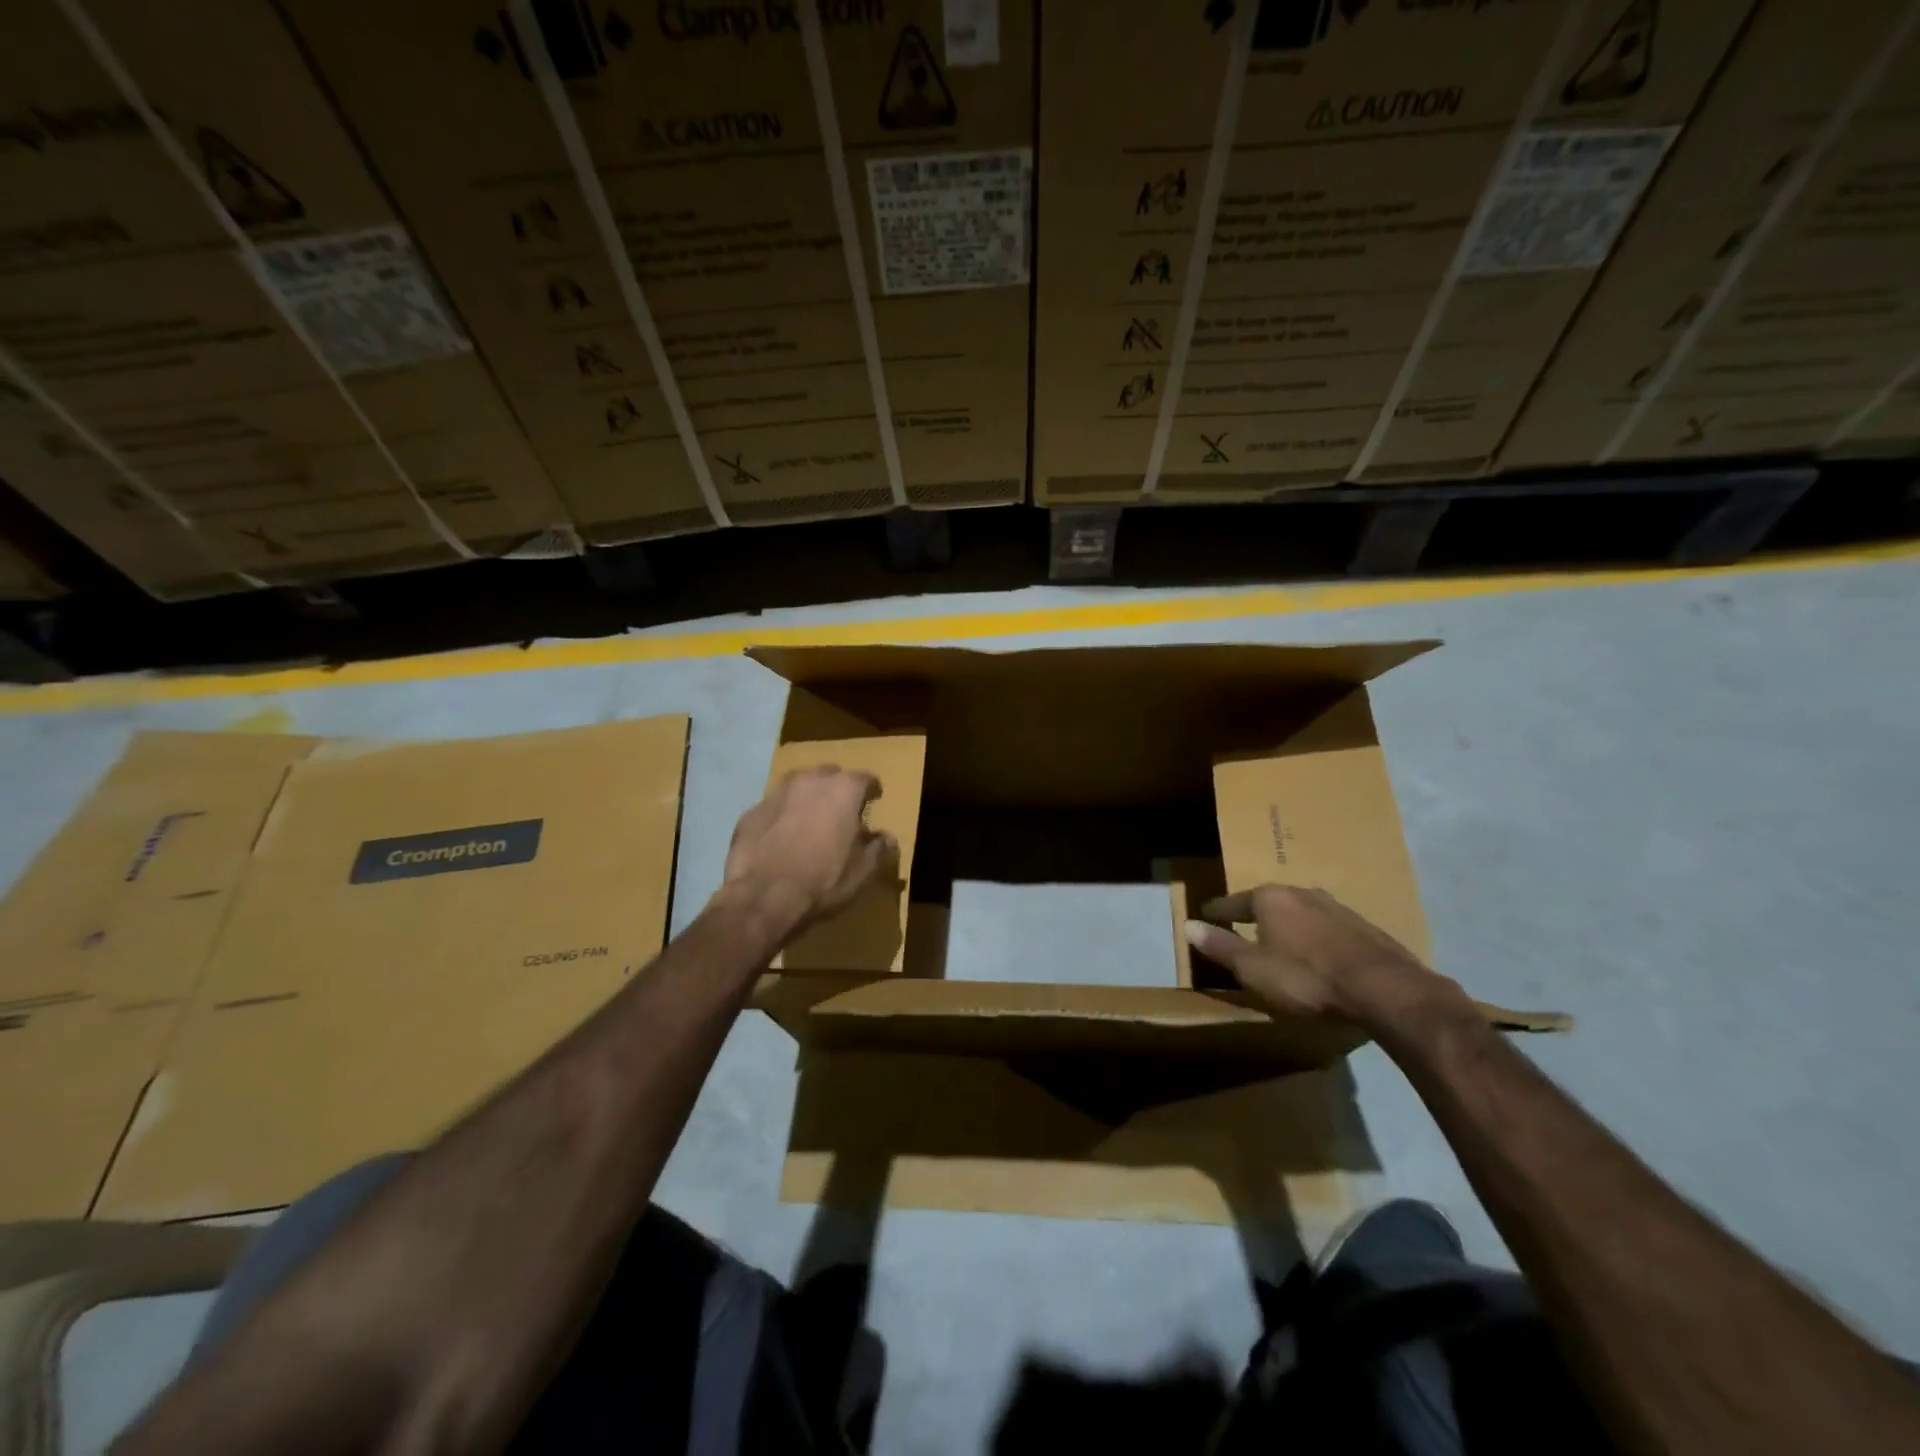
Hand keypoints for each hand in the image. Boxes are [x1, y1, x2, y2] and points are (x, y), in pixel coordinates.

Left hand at [721, 767, 898, 936]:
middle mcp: (810, 781)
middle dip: (837, 789)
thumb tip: (887, 838)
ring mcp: (776, 794)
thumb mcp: (864, 871)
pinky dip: (781, 816)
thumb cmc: (824, 881)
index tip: (874, 801)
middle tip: (841, 811)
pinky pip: (774, 808)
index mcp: (843, 790)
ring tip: (810, 819)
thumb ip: (880, 848)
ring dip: (807, 798)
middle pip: (830, 775)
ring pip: (798, 786)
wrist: (763, 897)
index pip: (865, 779)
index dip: (872, 790)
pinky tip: (780, 837)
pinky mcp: (750, 812)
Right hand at [1184, 885, 1461, 1025]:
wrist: (1384, 989)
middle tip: (1244, 926)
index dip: (1218, 911)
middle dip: (1257, 914)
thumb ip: (1220, 946)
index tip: (1206, 914)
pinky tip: (1319, 954)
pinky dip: (1316, 938)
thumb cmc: (1306, 977)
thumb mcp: (1253, 968)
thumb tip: (1187, 925)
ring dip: (1290, 925)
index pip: (1234, 901)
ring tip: (1282, 940)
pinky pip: (1328, 928)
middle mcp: (1303, 894)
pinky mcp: (1366, 929)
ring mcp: (1338, 909)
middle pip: (1270, 902)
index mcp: (1271, 899)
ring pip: (1302, 912)